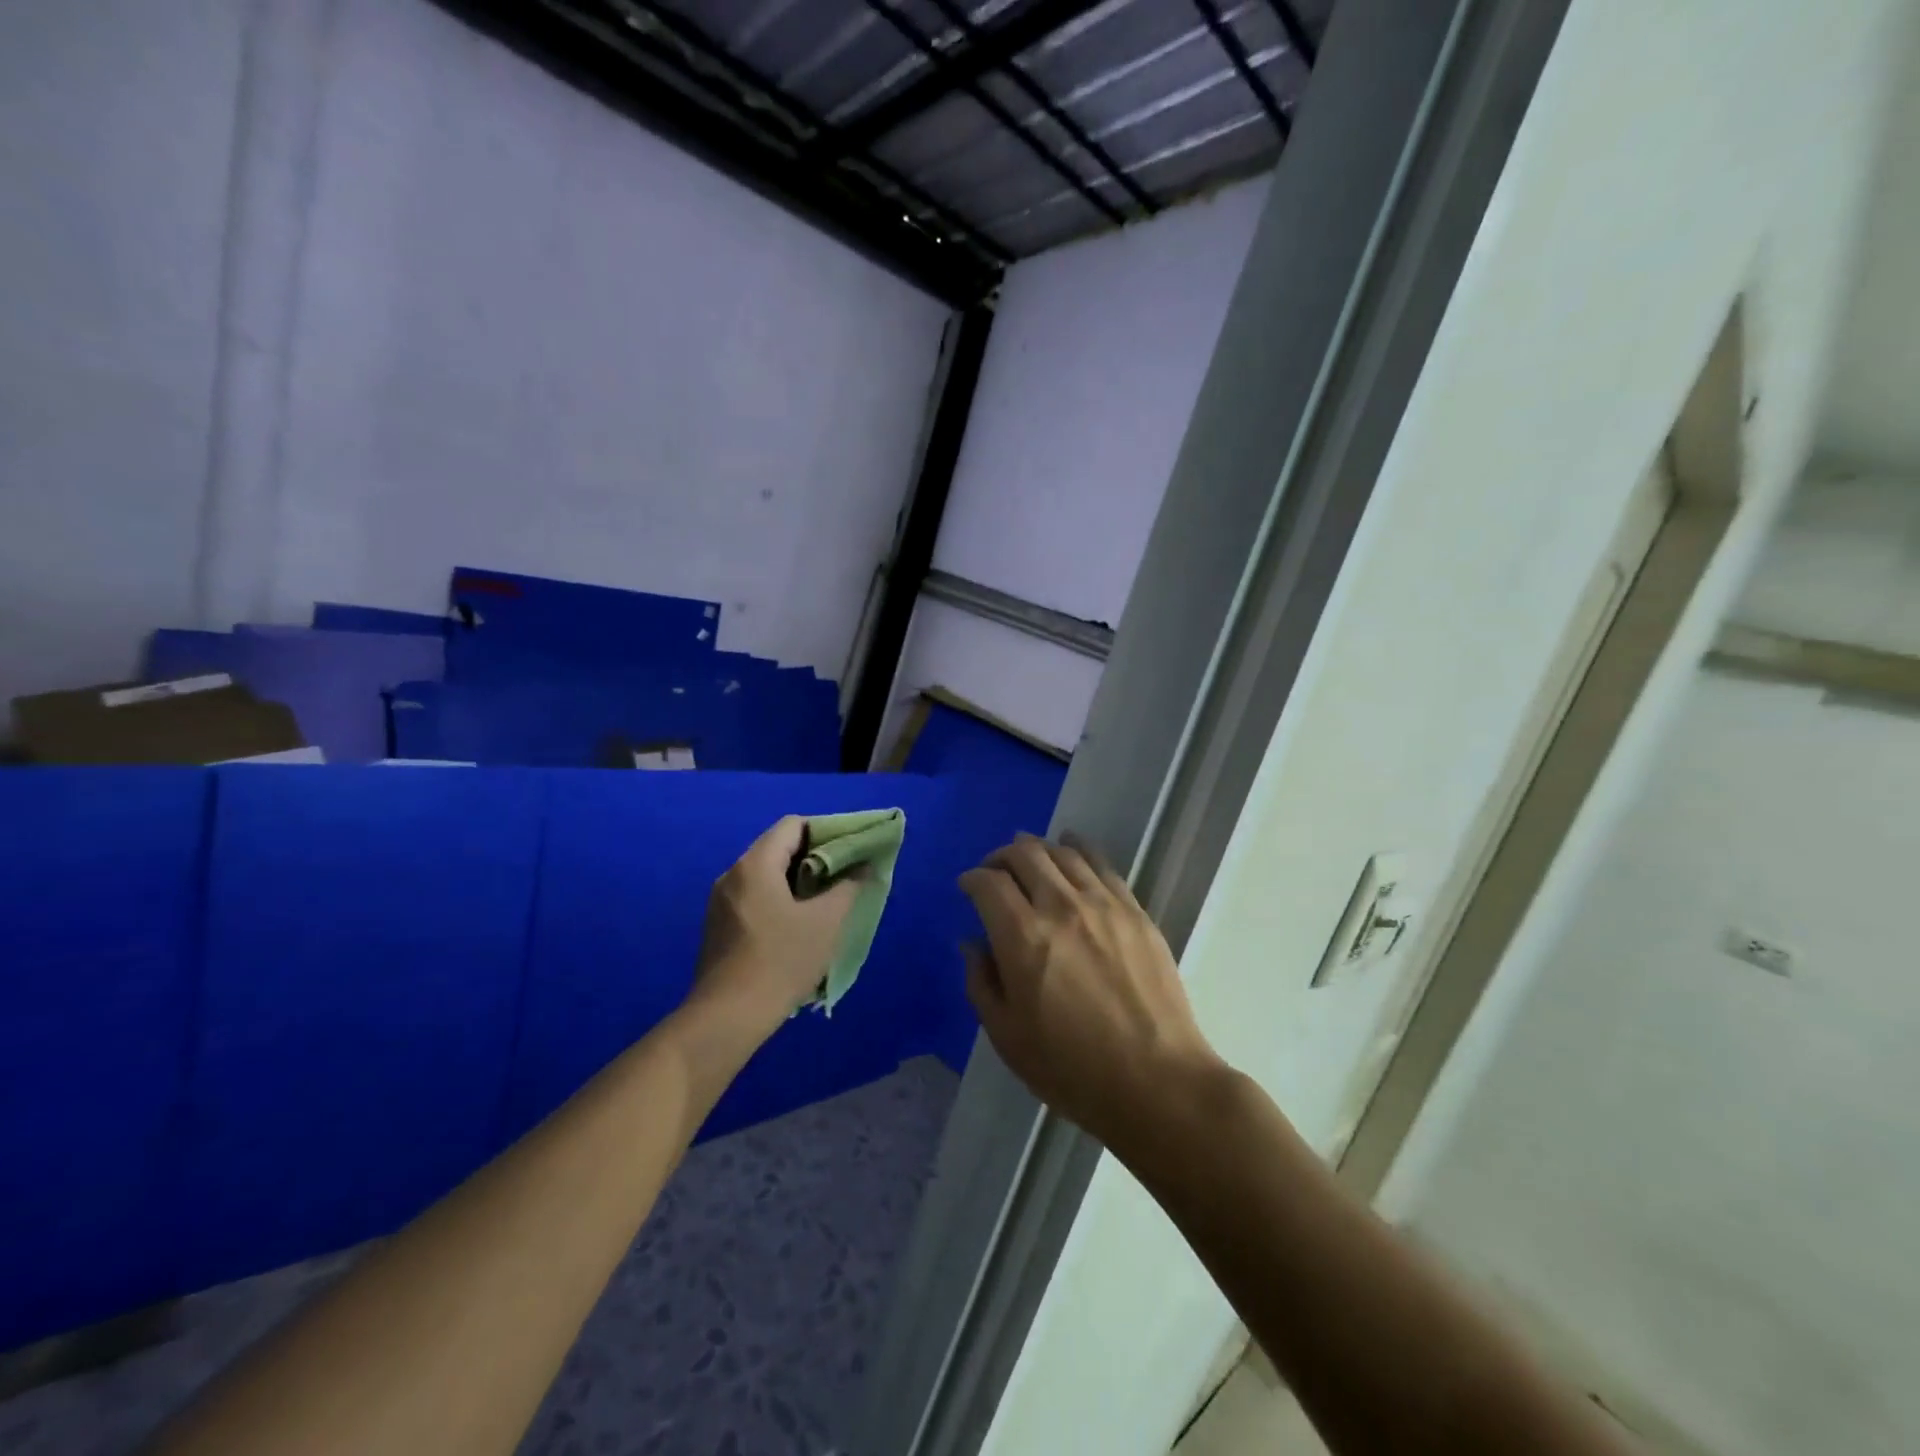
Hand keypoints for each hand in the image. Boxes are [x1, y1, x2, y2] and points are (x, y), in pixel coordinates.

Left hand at [690, 816, 860, 1041]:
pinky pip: (754, 896)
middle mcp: (733, 874)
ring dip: (797, 881)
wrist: (727, 1018)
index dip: (826, 831)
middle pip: (778, 847)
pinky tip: (797, 925)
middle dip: (815, 857)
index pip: (794, 825)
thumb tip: (863, 866)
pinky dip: (779, 899)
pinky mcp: (718, 926)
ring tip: (825, 902)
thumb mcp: (825, 923)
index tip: (851, 851)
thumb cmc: (781, 961)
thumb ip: (848, 887)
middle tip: (844, 877)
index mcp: (755, 864)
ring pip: (766, 874)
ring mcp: (720, 901)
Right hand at [960, 834, 1222, 1151]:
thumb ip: (981, 982)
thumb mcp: (1007, 1036)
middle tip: (995, 872)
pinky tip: (1072, 849)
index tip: (967, 887)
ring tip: (1029, 859)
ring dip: (1038, 849)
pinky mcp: (1134, 910)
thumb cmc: (1071, 1068)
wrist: (1156, 1081)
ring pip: (1063, 853)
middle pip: (1024, 854)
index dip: (971, 879)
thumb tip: (974, 944)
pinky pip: (1101, 864)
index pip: (988, 883)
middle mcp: (1061, 906)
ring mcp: (1102, 904)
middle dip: (1001, 857)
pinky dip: (1079, 849)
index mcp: (1023, 937)